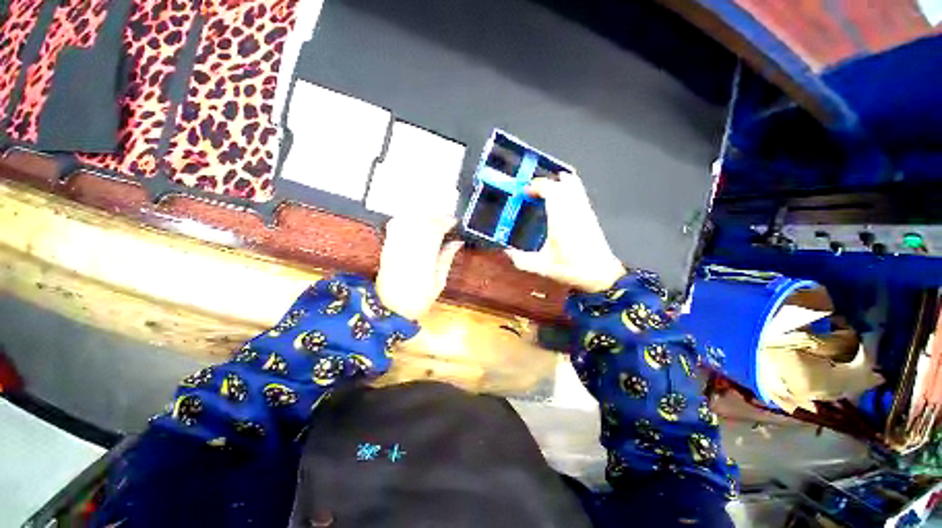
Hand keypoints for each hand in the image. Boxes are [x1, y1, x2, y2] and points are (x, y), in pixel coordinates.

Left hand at [376, 216, 463, 319]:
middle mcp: (408, 247)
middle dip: (436, 216)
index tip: (455, 222)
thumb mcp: (439, 282)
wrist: (390, 309)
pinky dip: (406, 219)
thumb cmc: (418, 299)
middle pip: (421, 221)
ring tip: (433, 219)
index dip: (446, 222)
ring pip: (408, 220)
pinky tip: (414, 222)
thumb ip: (447, 258)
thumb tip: (457, 242)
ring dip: (422, 215)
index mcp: (424, 257)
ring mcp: (395, 246)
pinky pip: (394, 225)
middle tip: (446, 219)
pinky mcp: (387, 247)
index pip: (435, 229)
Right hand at [505, 172, 624, 292]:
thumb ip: (522, 260)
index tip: (524, 192)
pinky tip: (561, 199)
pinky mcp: (590, 215)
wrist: (599, 274)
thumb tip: (508, 253)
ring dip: (559, 183)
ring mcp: (584, 211)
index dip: (536, 186)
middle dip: (546, 183)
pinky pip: (580, 194)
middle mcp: (573, 210)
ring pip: (574, 185)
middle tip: (532, 191)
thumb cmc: (571, 268)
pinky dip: (569, 190)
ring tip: (545, 190)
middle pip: (562, 183)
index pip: (549, 189)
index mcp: (560, 218)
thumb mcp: (541, 266)